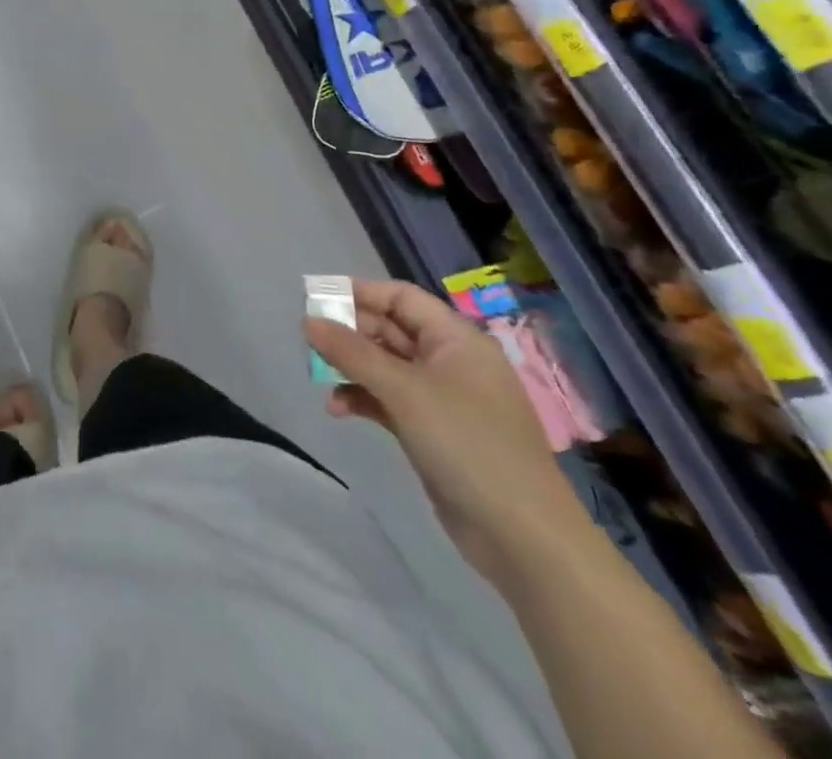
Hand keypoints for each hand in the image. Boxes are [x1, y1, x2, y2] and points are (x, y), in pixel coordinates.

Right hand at [305, 281, 585, 581]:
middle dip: (349, 333)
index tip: (316, 298)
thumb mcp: (404, 391)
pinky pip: (389, 400)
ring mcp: (442, 398)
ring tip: (318, 378)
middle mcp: (450, 361)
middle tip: (310, 342)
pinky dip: (363, 399)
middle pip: (390, 330)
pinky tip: (338, 409)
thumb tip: (308, 320)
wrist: (523, 537)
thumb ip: (352, 352)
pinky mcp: (433, 431)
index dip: (360, 293)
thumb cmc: (467, 444)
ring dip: (351, 368)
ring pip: (385, 367)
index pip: (401, 297)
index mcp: (456, 339)